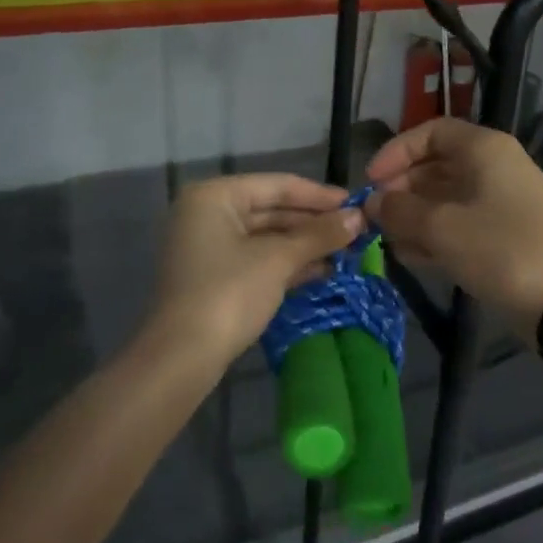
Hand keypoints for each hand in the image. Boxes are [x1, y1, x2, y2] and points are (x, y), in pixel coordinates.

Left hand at [144, 174, 364, 371]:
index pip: (278, 186)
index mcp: (215, 196)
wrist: (183, 356)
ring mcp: (208, 246)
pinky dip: (287, 263)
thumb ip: (319, 235)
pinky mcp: (214, 276)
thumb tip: (359, 217)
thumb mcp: (278, 260)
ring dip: (305, 244)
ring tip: (347, 252)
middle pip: (271, 209)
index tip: (357, 204)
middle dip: (314, 223)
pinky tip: (322, 270)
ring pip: (266, 236)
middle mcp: (207, 213)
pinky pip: (257, 258)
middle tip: (357, 231)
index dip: (320, 195)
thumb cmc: (229, 293)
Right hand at [367, 118, 542, 337]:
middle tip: (375, 216)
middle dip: (401, 189)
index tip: (372, 181)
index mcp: (484, 149)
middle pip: (436, 165)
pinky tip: (409, 256)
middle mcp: (494, 167)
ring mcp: (500, 201)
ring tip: (386, 240)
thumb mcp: (440, 227)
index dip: (396, 152)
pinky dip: (434, 234)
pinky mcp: (503, 233)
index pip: (431, 132)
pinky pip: (459, 223)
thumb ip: (399, 209)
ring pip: (445, 197)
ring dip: (413, 215)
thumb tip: (372, 202)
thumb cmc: (497, 249)